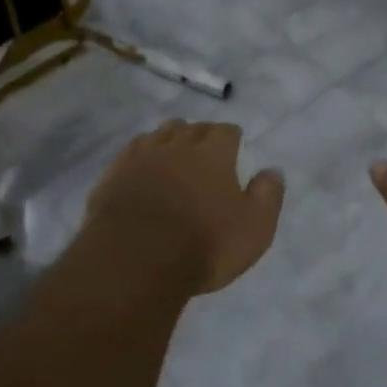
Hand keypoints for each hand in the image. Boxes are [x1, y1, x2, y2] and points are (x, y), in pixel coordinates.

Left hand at [85, 120, 285, 294]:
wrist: (135, 259)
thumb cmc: (204, 245)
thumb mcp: (254, 228)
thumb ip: (267, 196)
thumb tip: (272, 170)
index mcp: (213, 154)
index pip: (226, 132)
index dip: (232, 136)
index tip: (234, 143)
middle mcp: (177, 146)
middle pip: (192, 128)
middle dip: (201, 133)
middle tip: (206, 146)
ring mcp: (142, 157)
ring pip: (159, 133)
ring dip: (170, 137)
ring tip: (175, 149)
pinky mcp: (114, 173)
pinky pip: (132, 150)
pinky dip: (142, 152)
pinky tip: (143, 162)